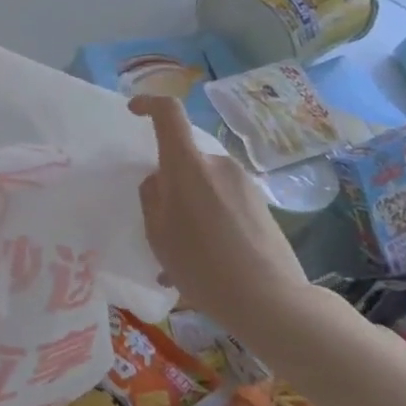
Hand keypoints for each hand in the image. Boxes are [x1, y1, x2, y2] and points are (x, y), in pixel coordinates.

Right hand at [130, 95, 313, 344]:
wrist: (272, 302)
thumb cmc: (202, 265)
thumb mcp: (158, 233)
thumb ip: (152, 197)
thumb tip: (160, 180)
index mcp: (188, 165)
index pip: (168, 113)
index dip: (148, 104)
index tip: (133, 111)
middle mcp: (218, 164)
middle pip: (185, 157)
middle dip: (170, 180)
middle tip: (161, 222)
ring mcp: (244, 183)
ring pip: (204, 182)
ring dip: (191, 204)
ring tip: (184, 250)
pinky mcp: (261, 205)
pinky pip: (224, 200)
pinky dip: (210, 219)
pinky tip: (209, 259)